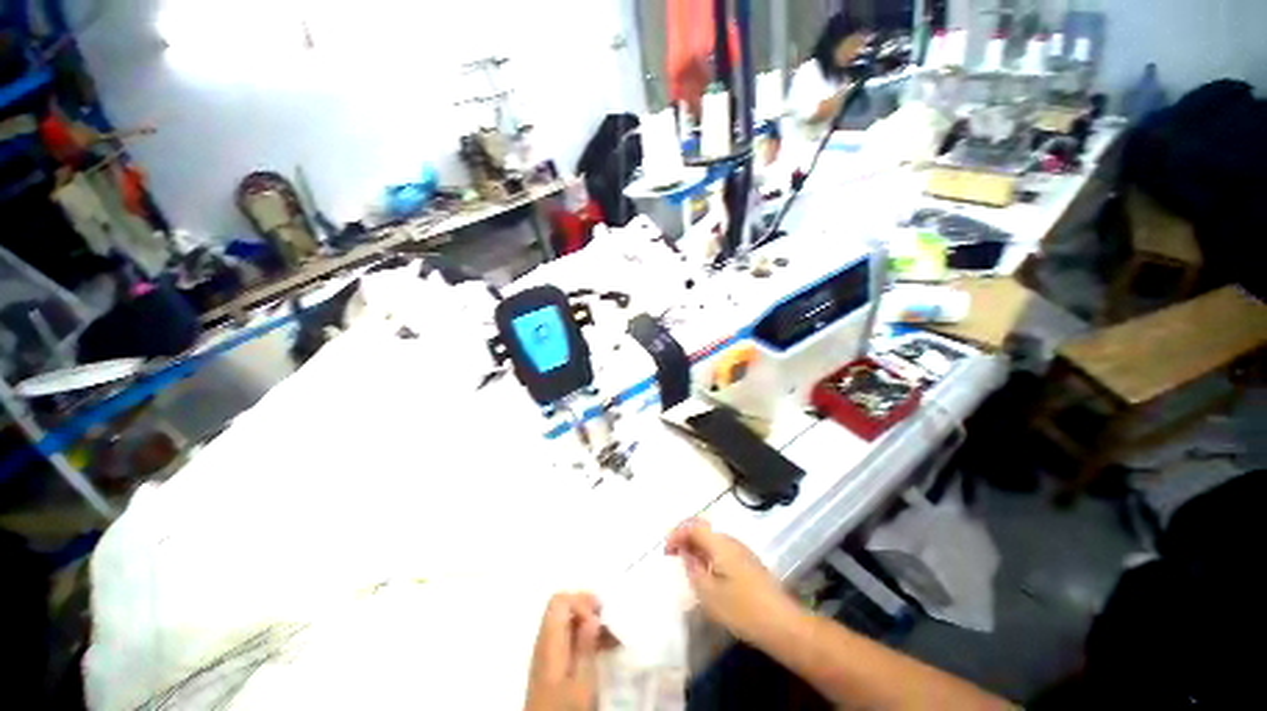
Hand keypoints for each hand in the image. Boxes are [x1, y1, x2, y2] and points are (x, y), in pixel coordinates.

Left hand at [524, 593, 605, 710]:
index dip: (580, 601)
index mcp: (549, 640)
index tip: (599, 617)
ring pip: (566, 621)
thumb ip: (585, 646)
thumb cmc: (564, 708)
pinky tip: (602, 648)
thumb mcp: (582, 682)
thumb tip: (593, 616)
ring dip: (589, 623)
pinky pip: (567, 637)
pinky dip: (584, 636)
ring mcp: (546, 651)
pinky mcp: (551, 663)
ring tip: (611, 636)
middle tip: (609, 622)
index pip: (560, 600)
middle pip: (562, 607)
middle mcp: (544, 640)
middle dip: (587, 609)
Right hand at [665, 519, 800, 645]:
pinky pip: (721, 550)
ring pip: (713, 540)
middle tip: (673, 555)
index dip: (677, 533)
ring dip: (697, 546)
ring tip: (686, 564)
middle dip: (686, 537)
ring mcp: (742, 552)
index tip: (666, 550)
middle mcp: (731, 541)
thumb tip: (685, 553)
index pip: (693, 526)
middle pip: (704, 529)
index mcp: (720, 544)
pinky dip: (708, 555)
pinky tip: (706, 573)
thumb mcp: (709, 594)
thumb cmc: (742, 610)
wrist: (783, 625)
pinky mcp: (748, 564)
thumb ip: (693, 569)